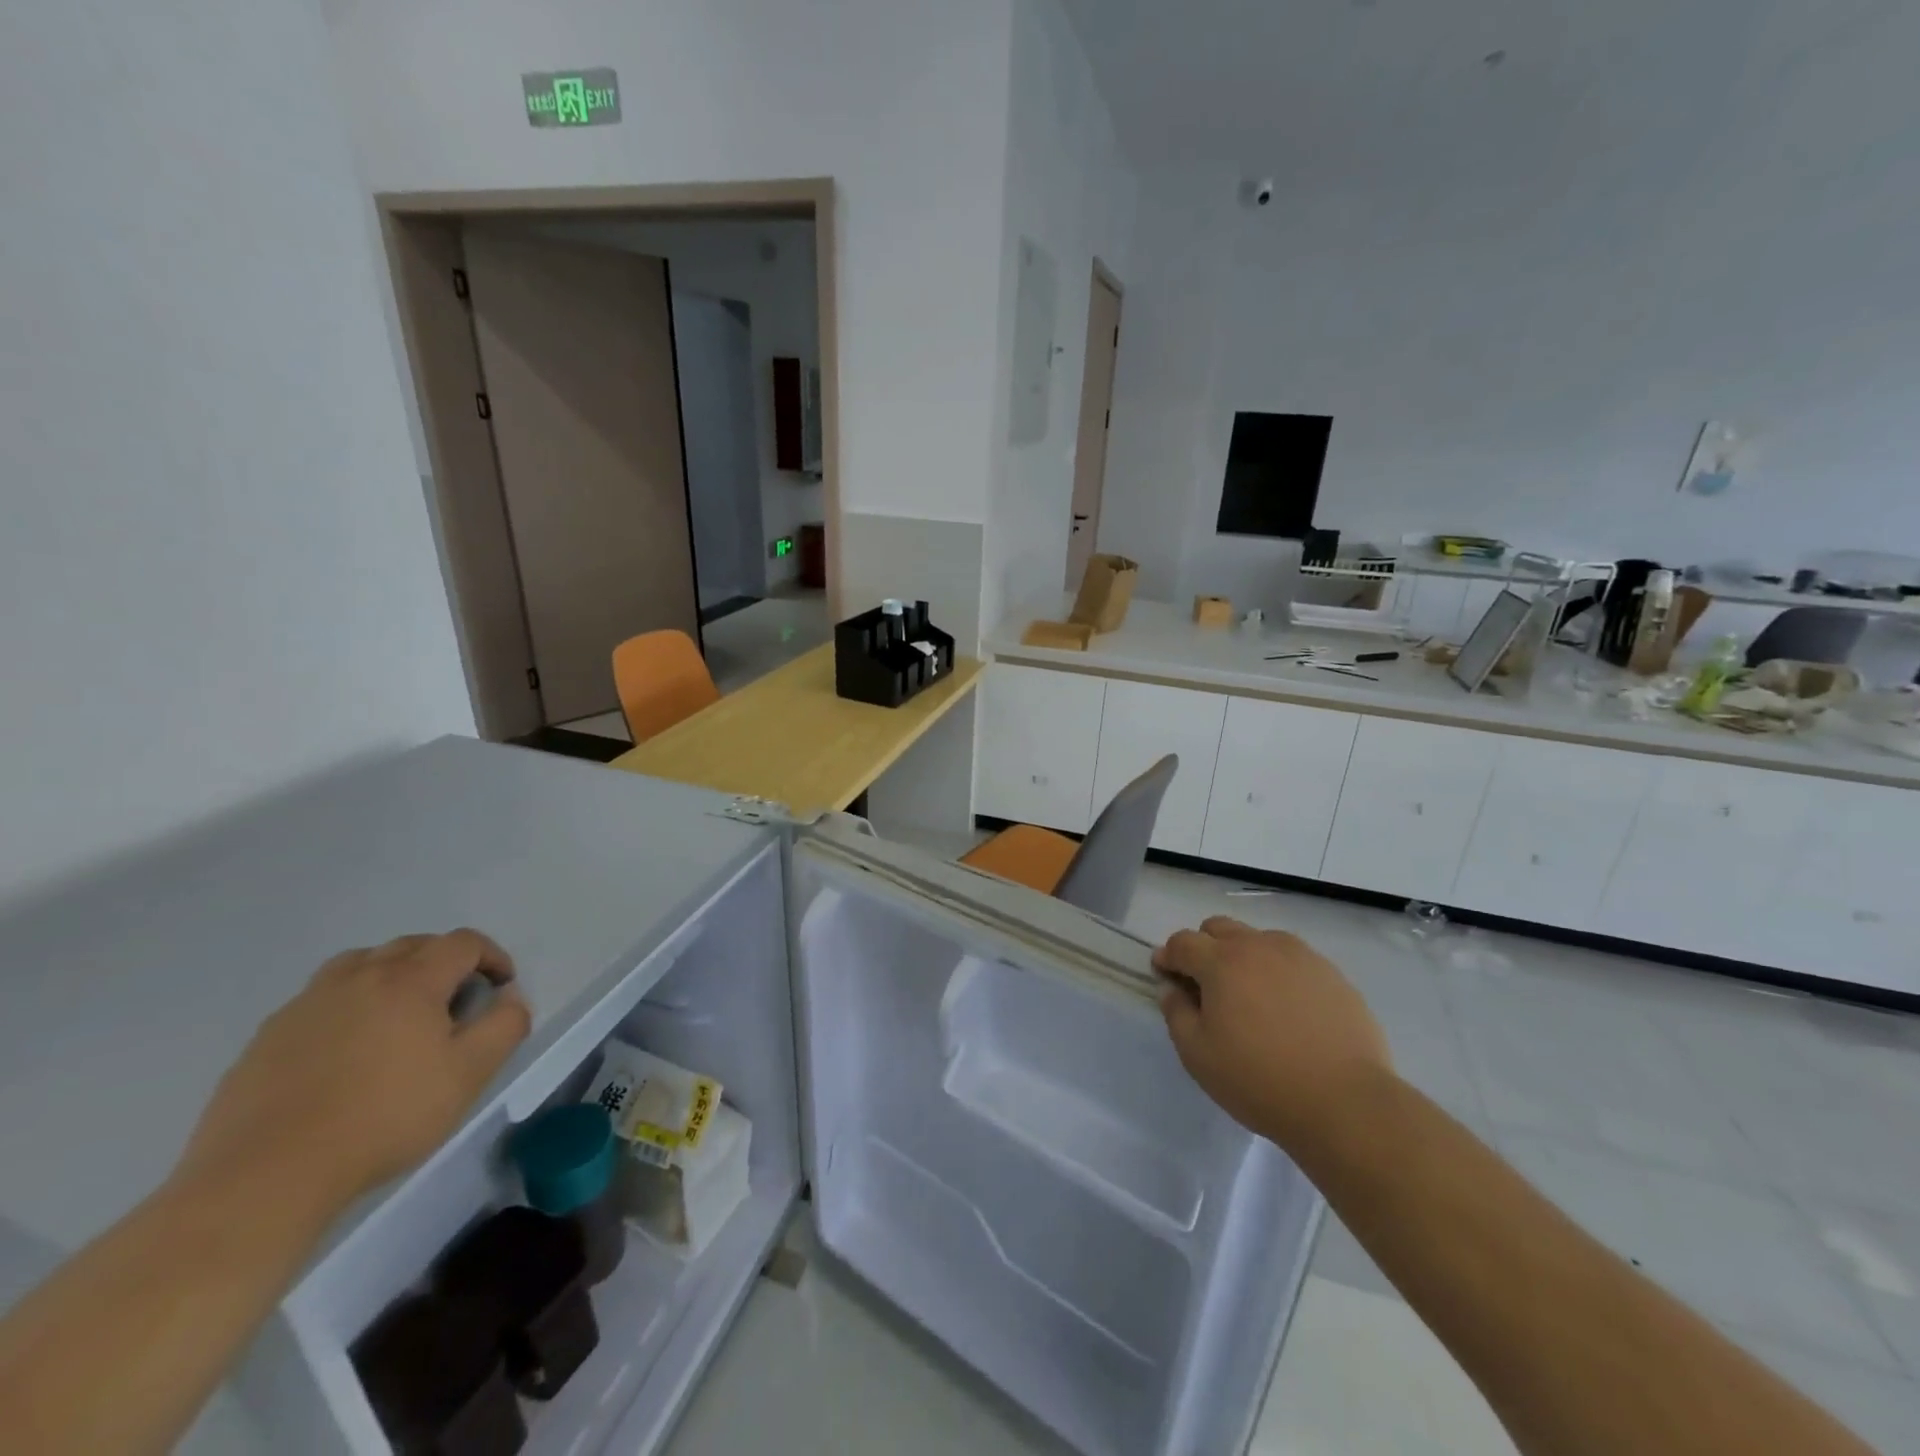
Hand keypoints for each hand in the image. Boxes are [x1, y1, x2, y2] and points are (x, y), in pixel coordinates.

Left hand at [176, 930, 531, 1215]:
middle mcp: (358, 976)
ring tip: (401, 1013)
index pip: (463, 943)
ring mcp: (306, 1003)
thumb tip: (509, 996)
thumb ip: (504, 1025)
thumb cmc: (384, 1117)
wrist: (266, 1175)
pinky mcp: (267, 1036)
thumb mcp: (469, 1074)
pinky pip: (321, 999)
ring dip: (393, 974)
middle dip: (445, 961)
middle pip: (412, 945)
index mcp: (410, 980)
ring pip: (361, 964)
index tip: (501, 987)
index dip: (491, 956)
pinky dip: (349, 1004)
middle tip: (456, 1000)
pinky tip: (348, 1049)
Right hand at [1155, 916, 1392, 1151]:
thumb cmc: (1260, 1080)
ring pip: (1258, 939)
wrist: (1346, 1103)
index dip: (1168, 956)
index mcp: (1221, 962)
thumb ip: (1176, 1013)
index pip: (1182, 942)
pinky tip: (1287, 1007)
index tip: (1164, 975)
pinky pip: (1293, 959)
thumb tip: (1171, 989)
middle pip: (1219, 928)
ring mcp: (1300, 957)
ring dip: (1242, 956)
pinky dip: (1278, 971)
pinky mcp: (1332, 974)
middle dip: (1203, 947)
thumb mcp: (1198, 1055)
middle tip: (1205, 985)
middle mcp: (1259, 946)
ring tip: (1249, 995)